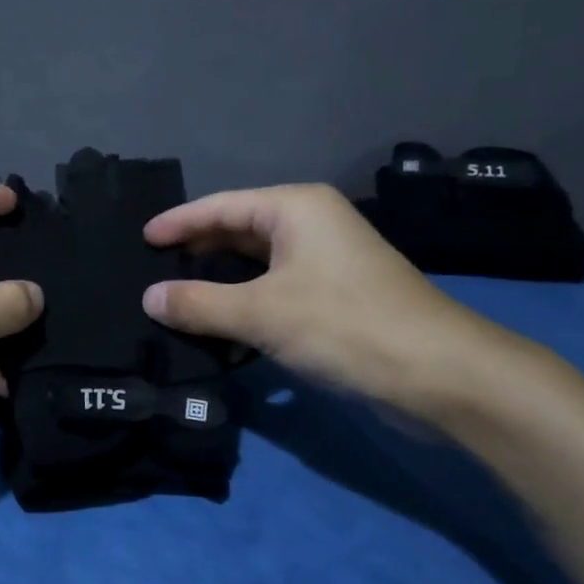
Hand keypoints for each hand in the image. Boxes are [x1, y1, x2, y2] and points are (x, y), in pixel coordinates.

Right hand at [142, 184, 492, 416]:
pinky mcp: (335, 299)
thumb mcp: (262, 313)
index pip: (220, 206)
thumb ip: (199, 303)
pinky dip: (244, 305)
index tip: (141, 238)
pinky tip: (218, 327)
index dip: (178, 222)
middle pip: (238, 231)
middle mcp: (311, 226)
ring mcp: (326, 263)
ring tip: (175, 299)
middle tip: (152, 271)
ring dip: (218, 283)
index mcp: (295, 208)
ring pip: (256, 265)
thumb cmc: (346, 325)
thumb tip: (148, 297)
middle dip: (196, 252)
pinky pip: (274, 291)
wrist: (442, 376)